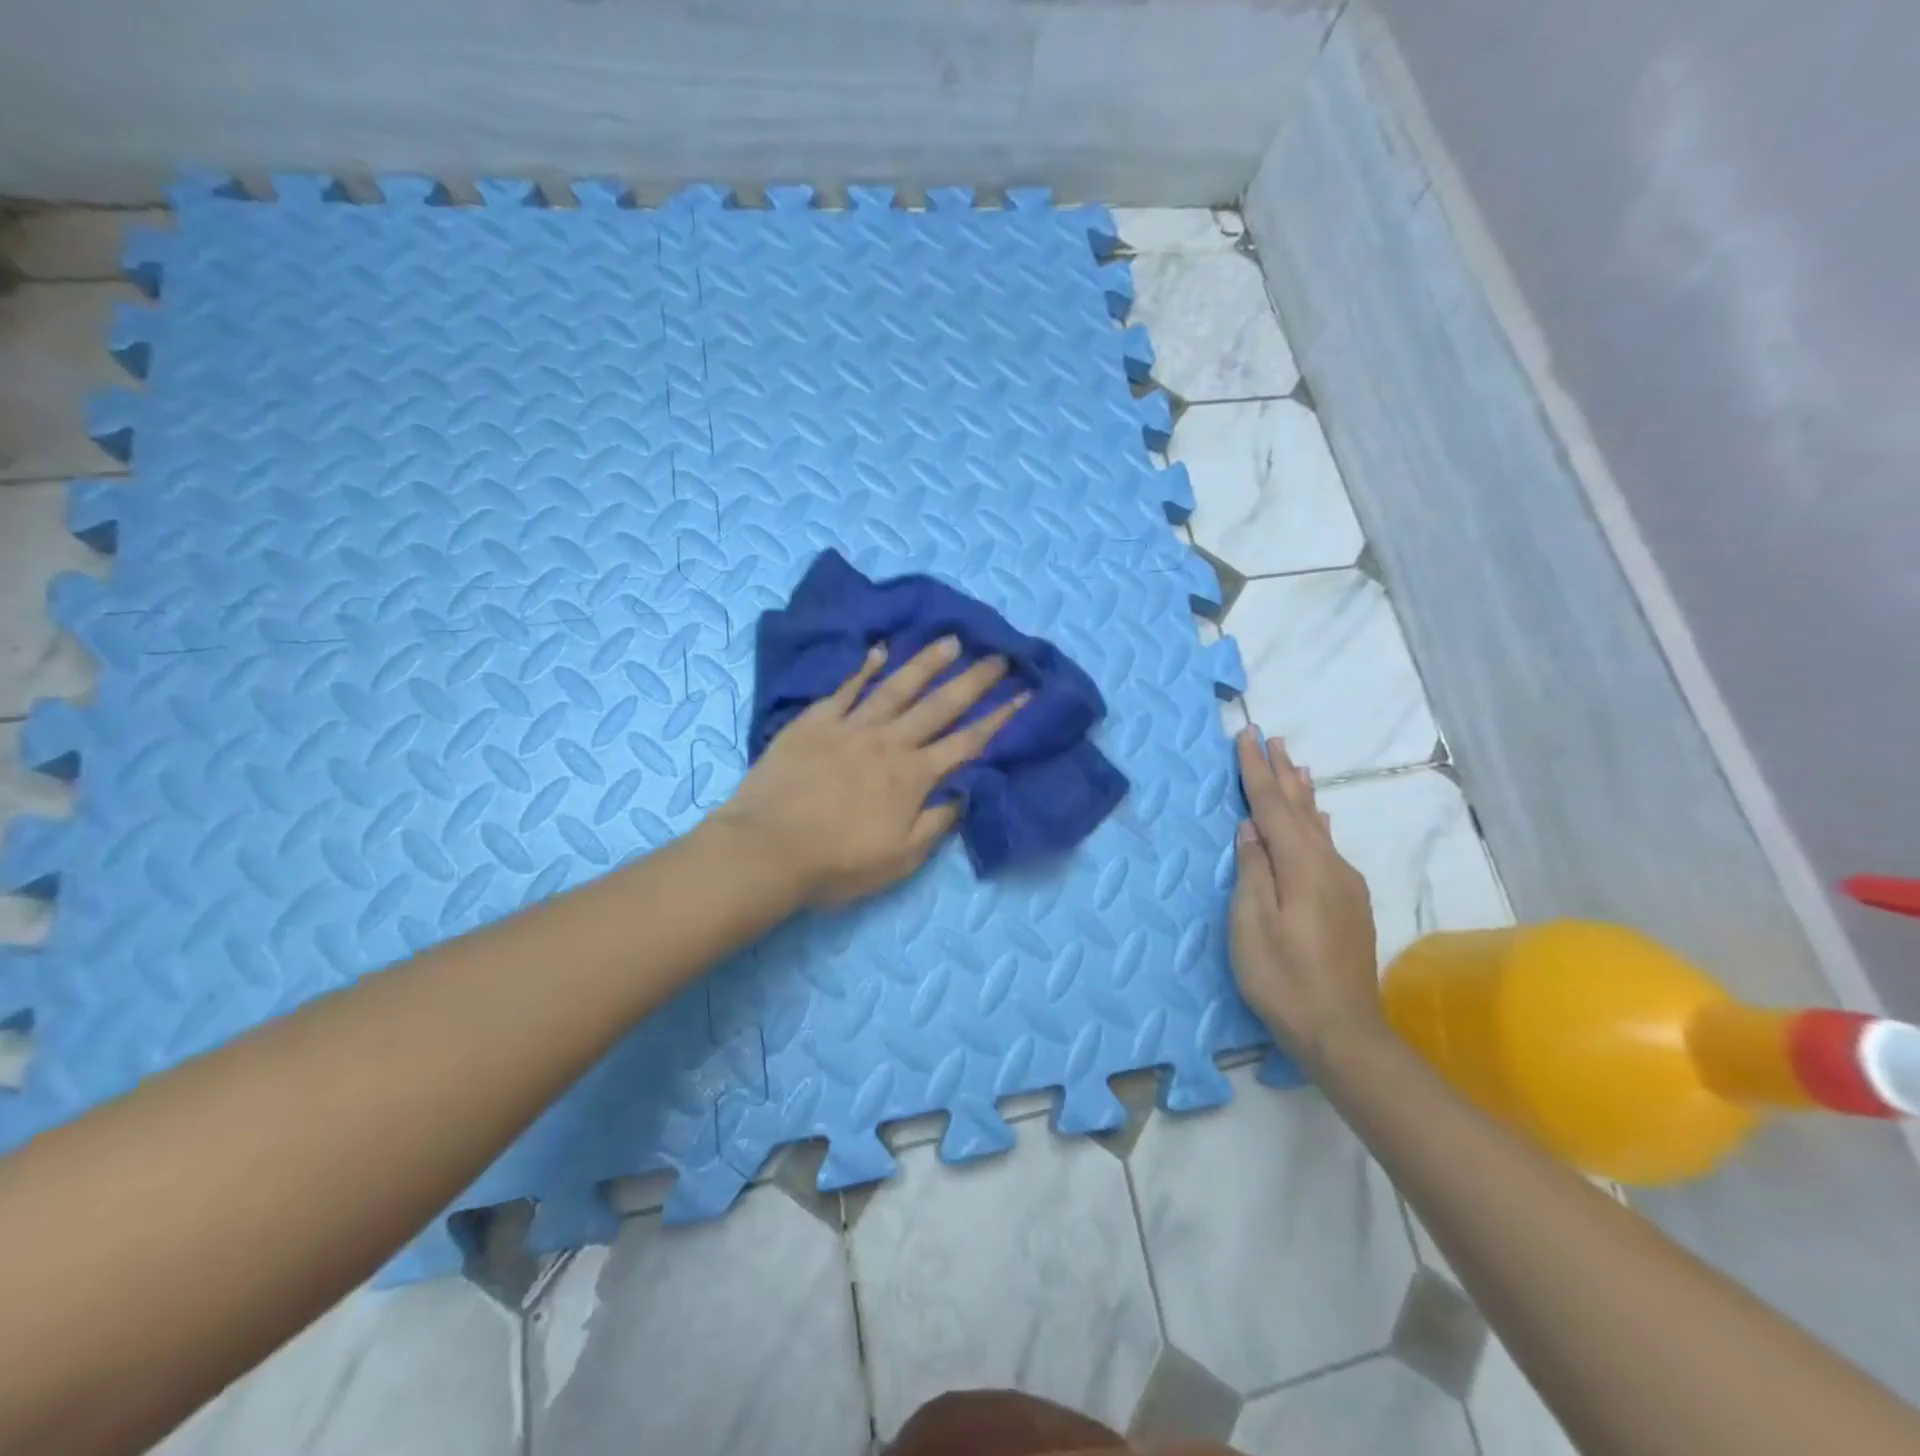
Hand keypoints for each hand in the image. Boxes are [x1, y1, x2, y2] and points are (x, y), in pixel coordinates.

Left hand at [711, 638, 1028, 906]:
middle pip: (939, 705)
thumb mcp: (900, 858)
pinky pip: (845, 689)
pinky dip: (864, 668)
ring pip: (897, 687)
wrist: (766, 849)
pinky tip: (879, 651)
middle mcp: (889, 742)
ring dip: (926, 663)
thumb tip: (967, 791)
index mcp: (913, 776)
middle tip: (998, 655)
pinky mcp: (815, 722)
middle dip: (974, 680)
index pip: (968, 742)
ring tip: (950, 640)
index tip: (1025, 693)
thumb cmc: (837, 862)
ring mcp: (851, 727)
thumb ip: (937, 822)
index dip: (1000, 718)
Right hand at [1230, 728, 1383, 1062]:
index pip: (1273, 807)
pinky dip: (1317, 823)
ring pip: (1320, 826)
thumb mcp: (1252, 924)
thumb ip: (1253, 870)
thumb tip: (1251, 828)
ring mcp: (1345, 885)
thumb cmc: (1284, 978)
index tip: (1246, 736)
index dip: (1256, 771)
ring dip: (1303, 794)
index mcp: (1303, 866)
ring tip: (1295, 765)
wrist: (1343, 1032)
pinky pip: (1328, 846)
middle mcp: (1330, 866)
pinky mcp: (1350, 904)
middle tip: (1272, 738)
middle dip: (1283, 773)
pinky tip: (1321, 819)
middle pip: (1302, 809)